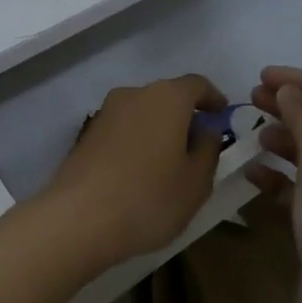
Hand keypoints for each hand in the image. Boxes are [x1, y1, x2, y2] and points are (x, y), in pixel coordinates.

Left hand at [41, 75, 226, 265]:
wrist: (79, 218)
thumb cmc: (149, 198)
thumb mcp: (196, 181)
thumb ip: (208, 149)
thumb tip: (205, 130)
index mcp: (166, 97)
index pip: (196, 84)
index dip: (213, 99)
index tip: (222, 117)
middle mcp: (133, 94)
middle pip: (166, 97)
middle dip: (184, 117)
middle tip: (198, 147)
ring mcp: (104, 113)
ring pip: (142, 114)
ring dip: (158, 131)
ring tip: (169, 165)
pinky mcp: (86, 135)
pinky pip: (122, 130)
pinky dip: (136, 143)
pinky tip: (139, 173)